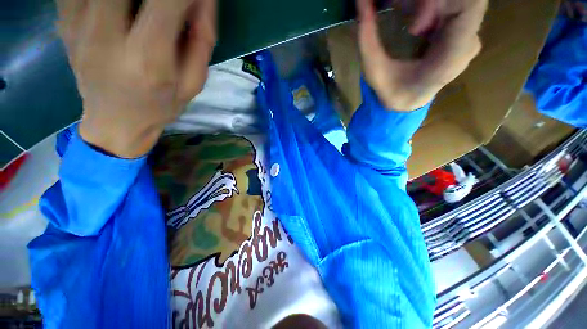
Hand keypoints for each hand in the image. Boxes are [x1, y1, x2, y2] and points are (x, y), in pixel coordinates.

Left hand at [56, 0, 215, 157]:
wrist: (115, 123)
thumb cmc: (161, 106)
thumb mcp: (194, 82)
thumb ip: (201, 40)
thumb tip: (203, 0)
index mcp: (147, 59)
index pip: (166, 2)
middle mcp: (106, 36)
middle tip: (167, 1)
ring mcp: (77, 26)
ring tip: (141, 6)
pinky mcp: (64, 22)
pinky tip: (116, 6)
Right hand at [356, 0, 487, 110]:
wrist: (406, 103)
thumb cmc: (391, 92)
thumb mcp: (374, 69)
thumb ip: (367, 36)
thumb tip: (361, 2)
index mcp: (452, 57)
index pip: (471, 5)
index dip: (438, 0)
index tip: (411, 14)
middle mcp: (468, 43)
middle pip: (460, 0)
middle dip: (426, 2)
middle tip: (399, 9)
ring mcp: (468, 37)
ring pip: (456, 2)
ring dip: (426, 3)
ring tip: (404, 16)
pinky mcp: (462, 33)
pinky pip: (453, 8)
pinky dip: (430, 7)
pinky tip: (413, 22)